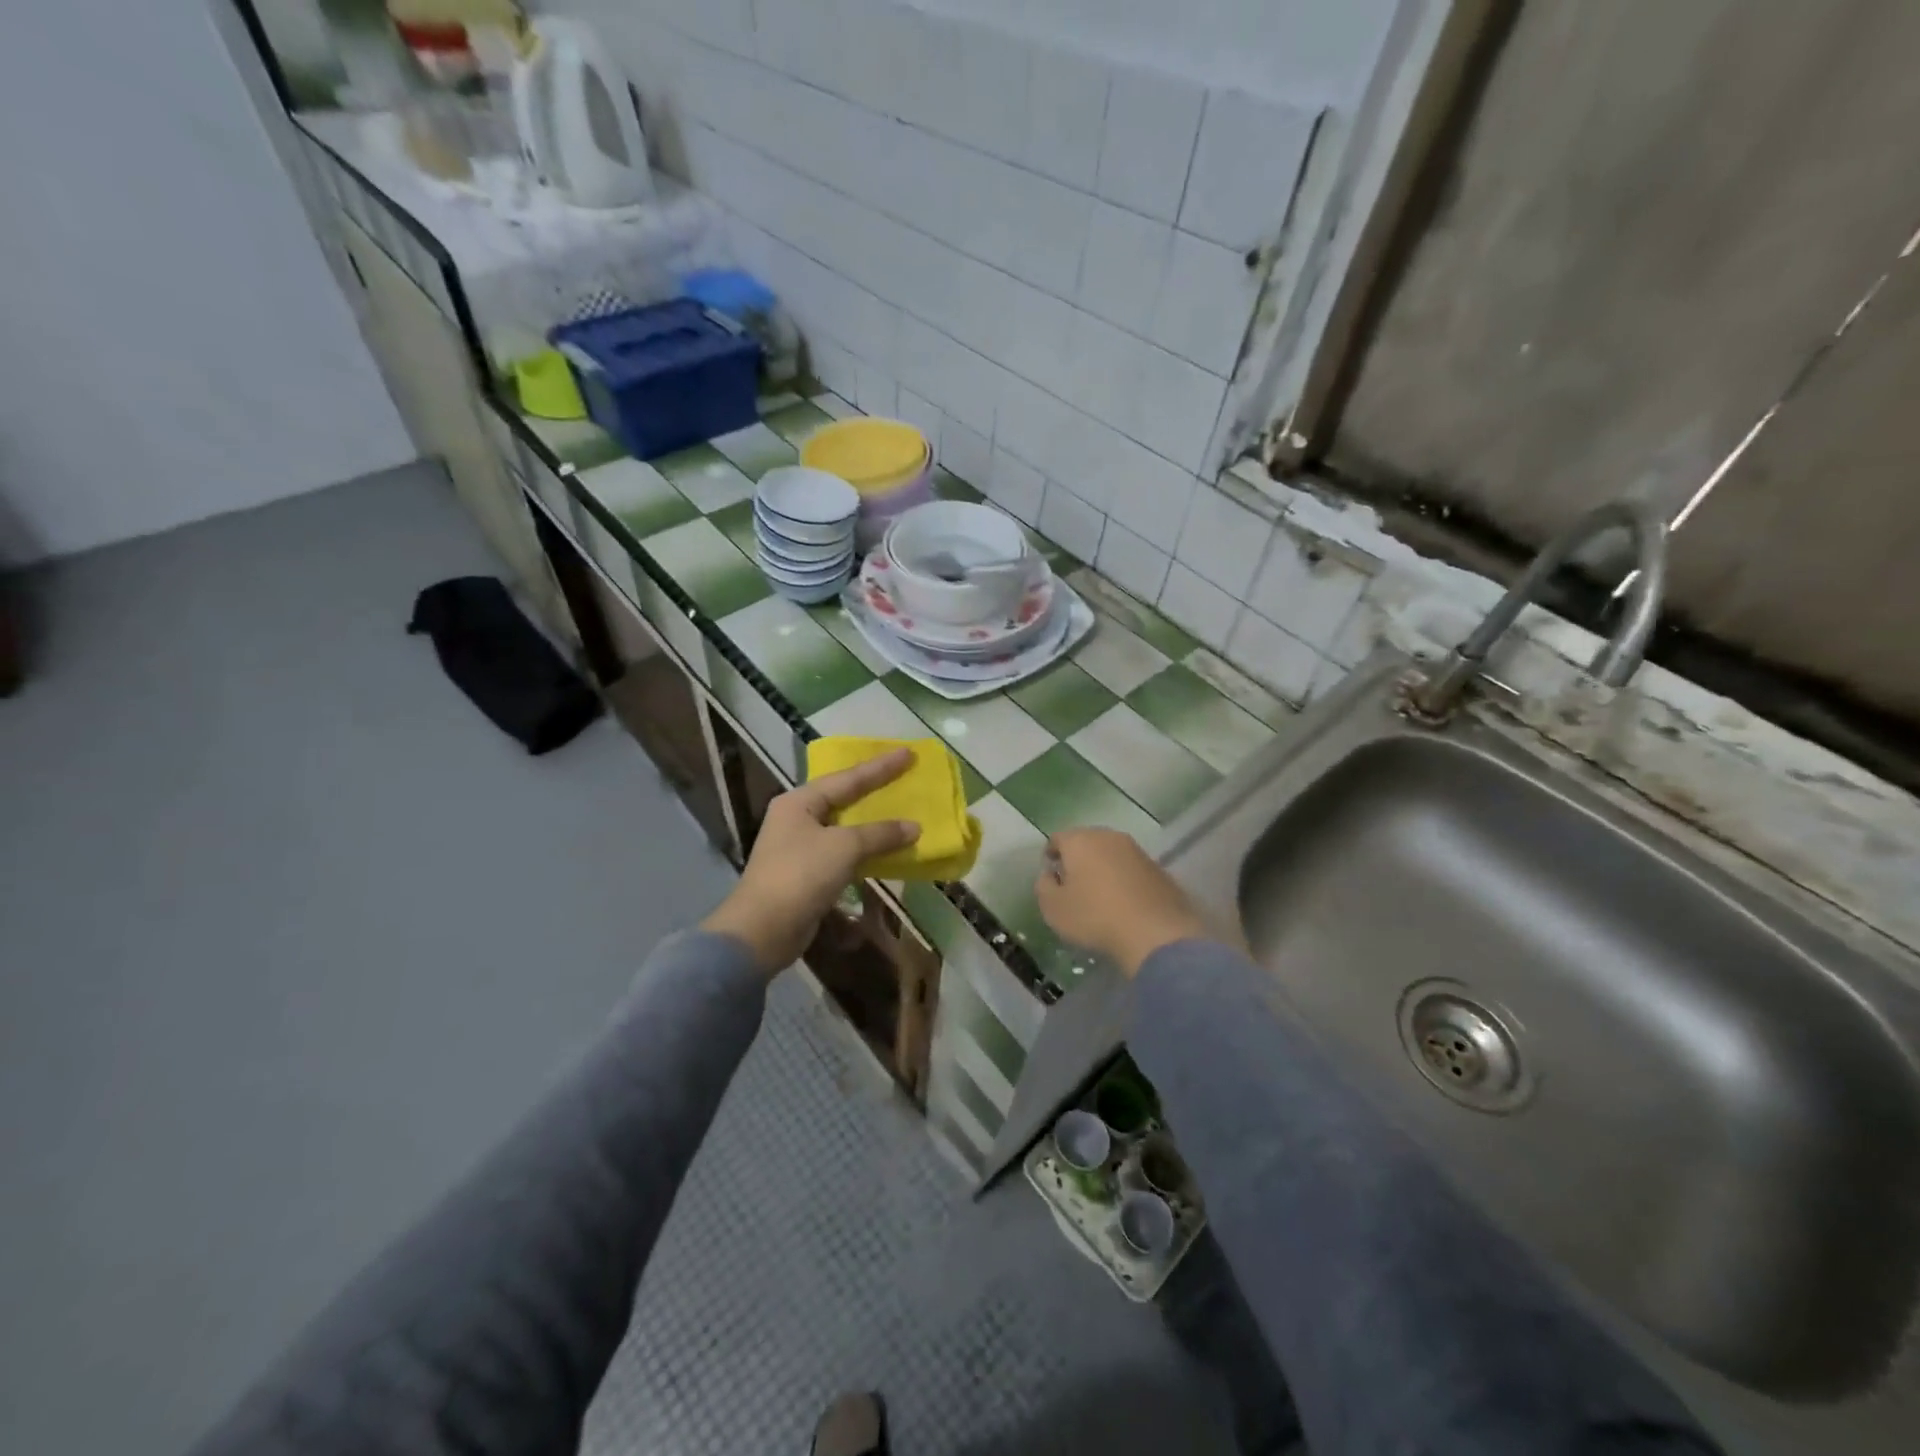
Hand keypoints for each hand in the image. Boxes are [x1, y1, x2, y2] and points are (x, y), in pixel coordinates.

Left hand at [702, 748, 919, 975]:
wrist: (763, 929)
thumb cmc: (801, 875)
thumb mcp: (843, 847)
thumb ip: (880, 834)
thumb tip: (914, 827)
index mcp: (799, 801)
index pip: (848, 777)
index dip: (880, 766)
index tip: (908, 753)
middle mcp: (797, 818)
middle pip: (843, 798)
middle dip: (875, 789)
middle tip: (905, 776)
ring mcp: (800, 846)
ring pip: (844, 827)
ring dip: (873, 823)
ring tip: (902, 812)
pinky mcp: (807, 873)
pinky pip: (843, 852)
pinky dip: (865, 850)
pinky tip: (886, 850)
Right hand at [1034, 828, 1208, 977]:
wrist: (1155, 933)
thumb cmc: (1094, 917)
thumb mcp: (1053, 908)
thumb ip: (1044, 886)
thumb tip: (1050, 875)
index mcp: (1080, 840)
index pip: (1057, 839)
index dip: (1051, 857)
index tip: (1051, 879)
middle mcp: (1109, 836)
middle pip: (1086, 842)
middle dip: (1078, 860)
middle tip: (1073, 887)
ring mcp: (1137, 851)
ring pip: (1111, 854)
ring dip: (1103, 870)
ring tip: (1100, 897)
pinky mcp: (1159, 869)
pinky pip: (1132, 870)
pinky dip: (1125, 881)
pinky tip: (1125, 904)